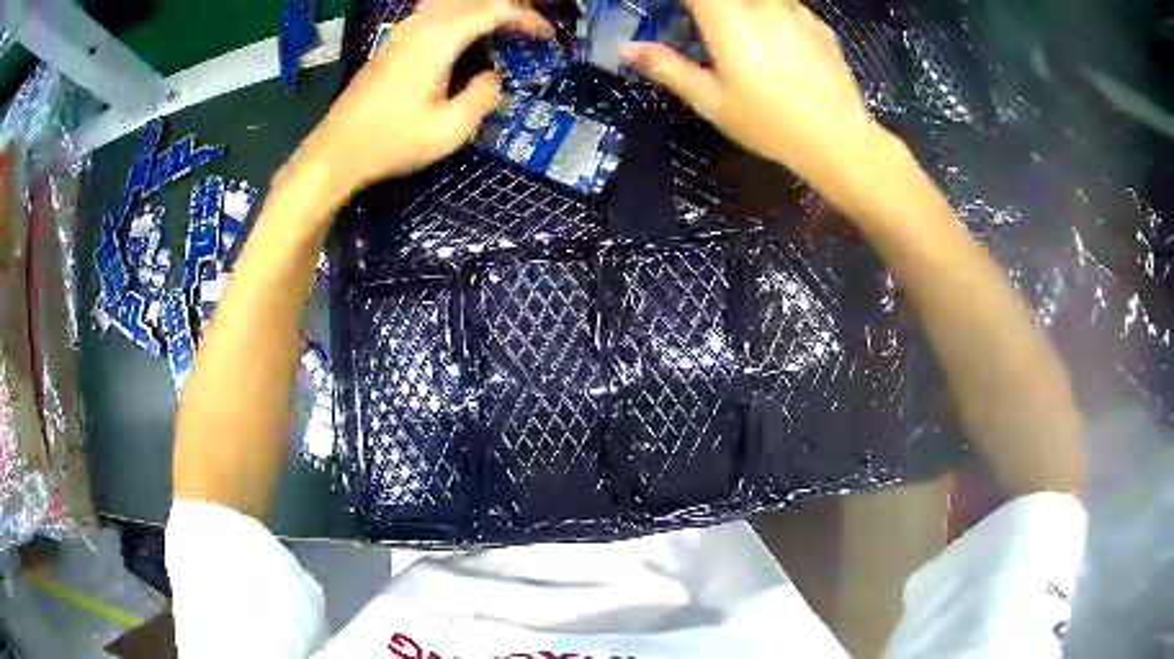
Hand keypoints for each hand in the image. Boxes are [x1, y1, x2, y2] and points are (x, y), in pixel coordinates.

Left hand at [283, 0, 552, 205]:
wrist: (336, 153)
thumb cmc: (392, 142)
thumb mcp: (449, 130)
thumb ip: (482, 96)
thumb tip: (492, 76)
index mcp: (438, 40)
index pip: (493, 11)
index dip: (525, 19)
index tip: (546, 36)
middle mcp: (420, 26)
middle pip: (472, 0)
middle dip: (506, 8)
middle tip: (527, 29)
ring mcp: (401, 34)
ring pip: (449, 4)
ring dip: (479, 10)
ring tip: (500, 29)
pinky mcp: (390, 45)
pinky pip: (432, 16)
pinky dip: (457, 18)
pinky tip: (463, 37)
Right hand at [621, 0, 880, 186]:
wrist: (839, 141)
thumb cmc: (769, 124)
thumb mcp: (711, 101)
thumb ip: (668, 67)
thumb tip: (627, 49)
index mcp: (728, 18)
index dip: (684, 2)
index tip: (679, 14)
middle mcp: (762, 4)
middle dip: (713, 10)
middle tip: (707, 26)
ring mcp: (796, 10)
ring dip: (745, 10)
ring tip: (745, 39)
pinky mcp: (819, 24)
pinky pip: (787, 6)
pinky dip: (773, 14)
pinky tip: (777, 42)